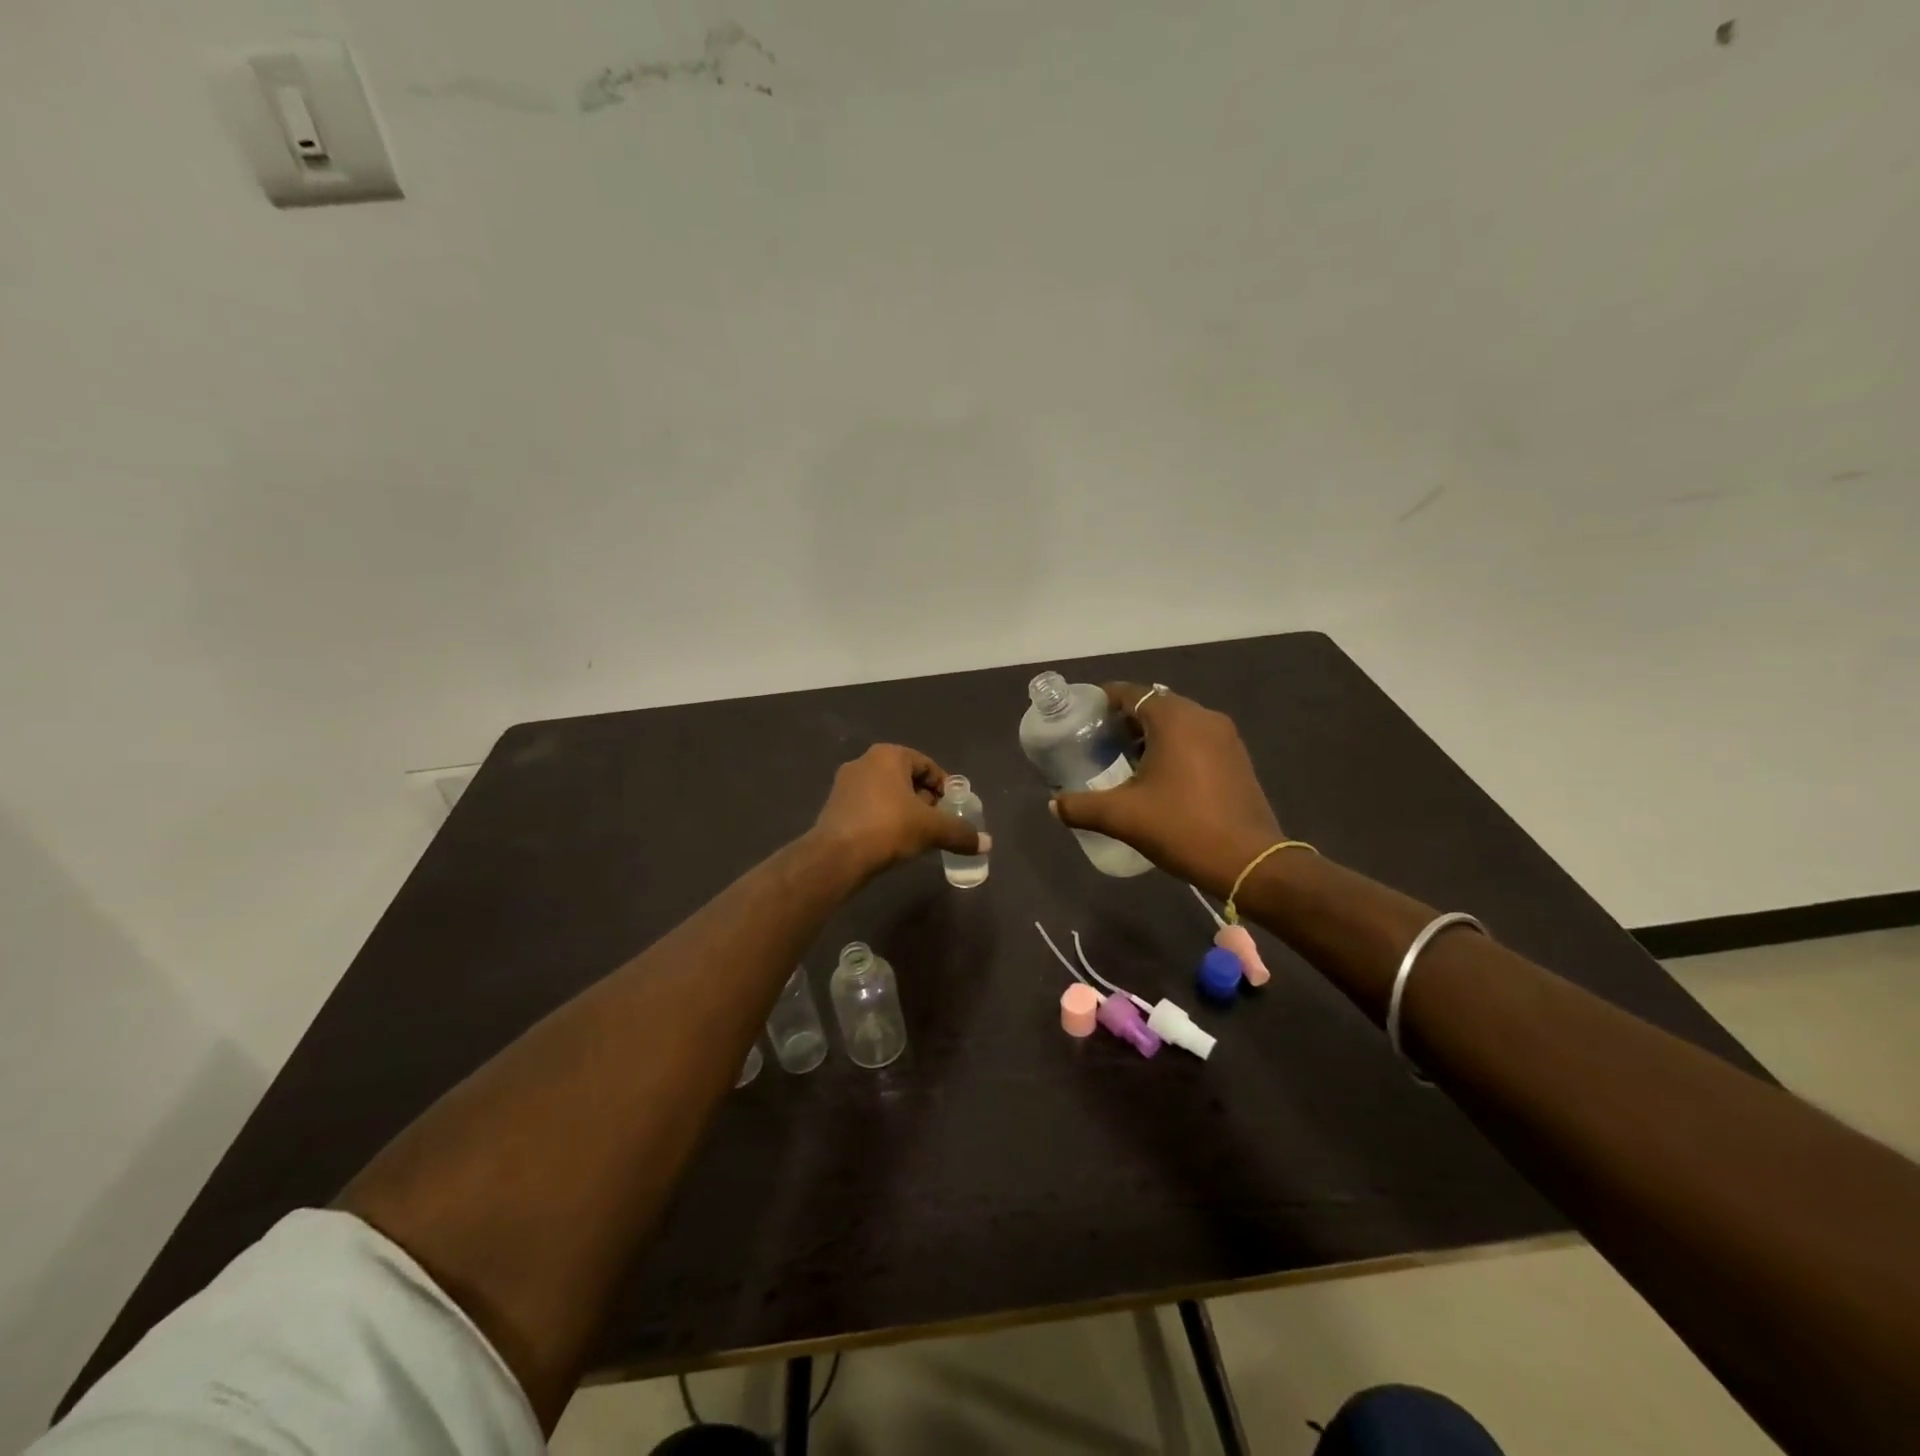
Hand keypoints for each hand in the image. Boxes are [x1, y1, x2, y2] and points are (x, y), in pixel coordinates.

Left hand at [812, 744, 987, 877]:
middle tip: (936, 822)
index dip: (944, 787)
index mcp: (889, 755)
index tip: (953, 809)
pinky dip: (884, 819)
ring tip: (917, 835)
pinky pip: (869, 807)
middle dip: (924, 799)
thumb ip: (960, 833)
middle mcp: (864, 762)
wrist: (836, 856)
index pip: (927, 765)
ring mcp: (845, 783)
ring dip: (904, 810)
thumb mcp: (931, 829)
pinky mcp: (834, 806)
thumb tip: (987, 844)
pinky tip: (892, 841)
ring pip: (886, 793)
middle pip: (906, 778)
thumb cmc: (888, 828)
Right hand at [1051, 683, 1281, 892]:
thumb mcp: (1122, 817)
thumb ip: (1081, 807)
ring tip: (1123, 761)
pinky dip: (1173, 747)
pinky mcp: (1237, 758)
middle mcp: (1202, 717)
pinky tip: (1158, 777)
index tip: (1081, 716)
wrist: (1250, 863)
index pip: (1130, 693)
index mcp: (1174, 719)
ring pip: (1177, 722)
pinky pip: (1196, 739)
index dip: (1103, 700)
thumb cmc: (1182, 828)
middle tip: (1097, 742)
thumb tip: (1053, 805)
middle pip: (1154, 705)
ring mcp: (1225, 737)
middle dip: (1124, 719)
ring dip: (1150, 735)